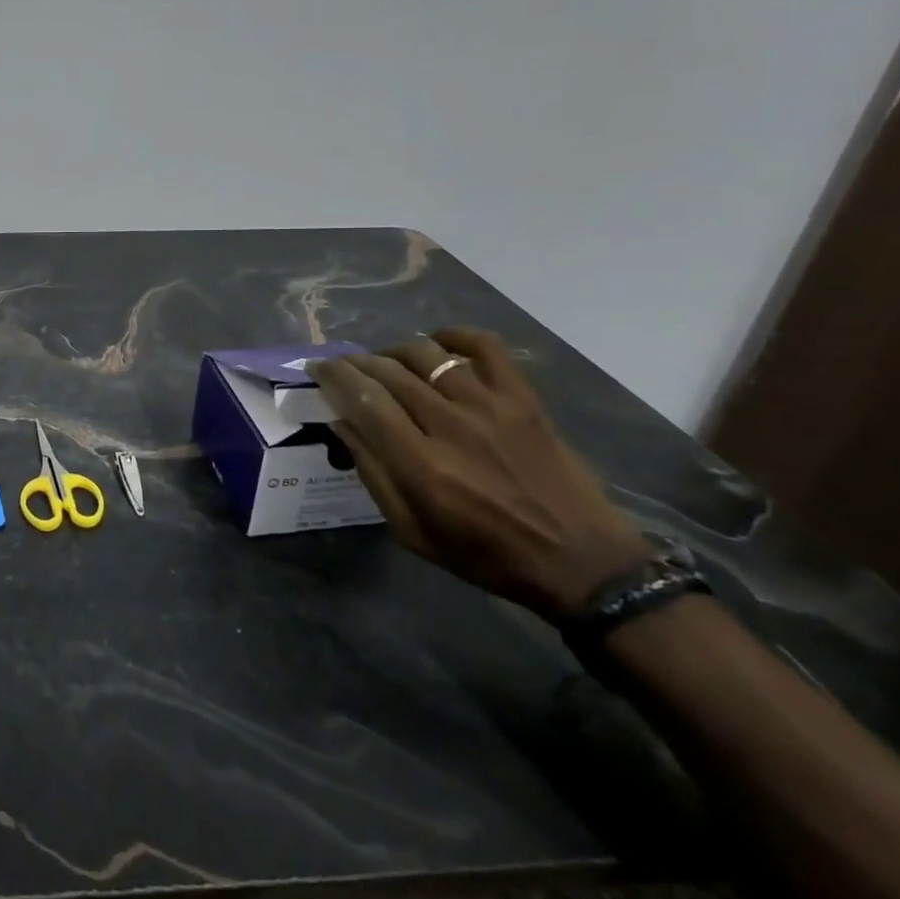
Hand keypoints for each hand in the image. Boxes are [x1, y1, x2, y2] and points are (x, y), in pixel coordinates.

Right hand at [309, 328, 651, 621]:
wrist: (581, 562)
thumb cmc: (485, 554)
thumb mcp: (411, 531)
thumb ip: (372, 474)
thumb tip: (341, 423)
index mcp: (421, 466)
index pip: (364, 401)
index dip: (334, 377)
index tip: (317, 368)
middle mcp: (452, 426)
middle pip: (389, 373)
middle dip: (355, 363)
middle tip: (342, 366)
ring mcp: (492, 407)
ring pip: (426, 354)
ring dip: (393, 352)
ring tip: (385, 363)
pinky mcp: (524, 399)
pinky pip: (485, 347)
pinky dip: (455, 336)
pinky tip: (437, 344)